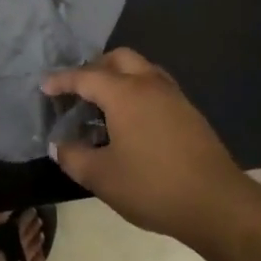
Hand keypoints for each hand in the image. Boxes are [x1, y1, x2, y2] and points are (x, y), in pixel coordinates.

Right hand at [42, 49, 248, 244]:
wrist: (216, 202)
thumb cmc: (152, 186)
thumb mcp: (102, 177)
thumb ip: (74, 157)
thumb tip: (59, 145)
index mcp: (124, 93)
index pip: (85, 76)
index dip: (62, 80)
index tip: (45, 86)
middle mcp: (149, 83)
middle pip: (118, 59)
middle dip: (95, 68)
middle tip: (78, 90)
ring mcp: (173, 95)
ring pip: (141, 69)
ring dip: (119, 77)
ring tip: (104, 104)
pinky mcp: (188, 111)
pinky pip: (155, 86)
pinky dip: (137, 91)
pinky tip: (132, 121)